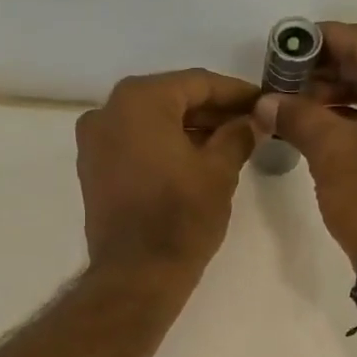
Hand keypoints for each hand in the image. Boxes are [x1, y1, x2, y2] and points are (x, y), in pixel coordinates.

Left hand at [76, 69, 260, 279]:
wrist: (136, 274)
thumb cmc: (181, 217)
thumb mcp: (219, 172)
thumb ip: (238, 136)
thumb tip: (253, 120)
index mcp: (139, 100)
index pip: (197, 83)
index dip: (235, 92)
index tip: (263, 102)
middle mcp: (108, 110)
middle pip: (171, 99)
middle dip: (211, 111)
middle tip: (250, 123)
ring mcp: (95, 141)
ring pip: (151, 122)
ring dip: (189, 129)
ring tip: (229, 143)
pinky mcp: (93, 169)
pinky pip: (135, 144)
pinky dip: (164, 146)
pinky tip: (196, 159)